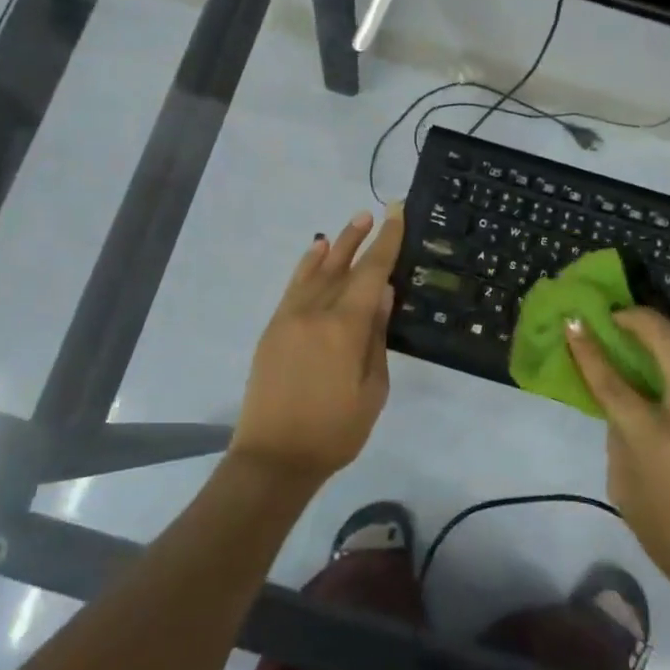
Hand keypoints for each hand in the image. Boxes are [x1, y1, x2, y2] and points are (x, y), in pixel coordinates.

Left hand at [231, 206, 405, 481]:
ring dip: (336, 246)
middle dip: (361, 239)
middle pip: (343, 267)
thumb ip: (377, 337)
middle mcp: (315, 312)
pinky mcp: (273, 329)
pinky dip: (307, 266)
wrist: (274, 457)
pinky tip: (317, 252)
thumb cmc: (335, 431)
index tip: (396, 215)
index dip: (386, 243)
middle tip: (376, 212)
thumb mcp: (372, 389)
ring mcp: (289, 318)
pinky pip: (293, 287)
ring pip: (316, 271)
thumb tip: (383, 294)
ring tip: (351, 225)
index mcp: (344, 328)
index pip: (371, 274)